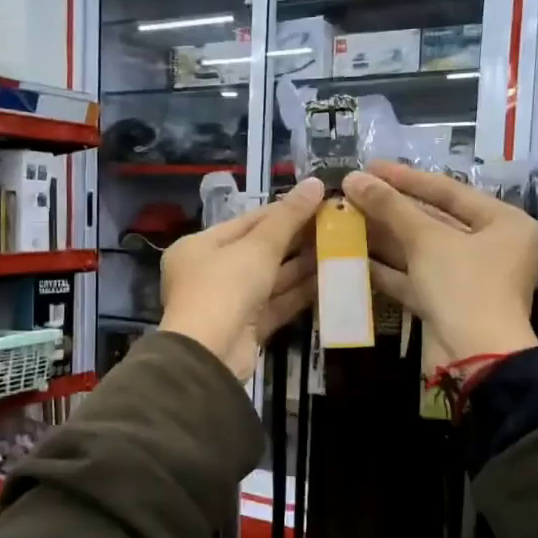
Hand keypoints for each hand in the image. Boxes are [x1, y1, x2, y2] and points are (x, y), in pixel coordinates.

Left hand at [160, 178, 324, 378]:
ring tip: (339, 249)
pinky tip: (328, 281)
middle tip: (334, 226)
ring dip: (302, 267)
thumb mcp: (257, 247)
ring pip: (269, 280)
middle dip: (296, 240)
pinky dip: (298, 294)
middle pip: (258, 251)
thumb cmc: (225, 288)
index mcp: (199, 247)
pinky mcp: (246, 329)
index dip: (282, 211)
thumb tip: (315, 183)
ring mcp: (228, 303)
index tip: (317, 202)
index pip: (246, 222)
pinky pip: (275, 304)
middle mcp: (209, 273)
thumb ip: (288, 217)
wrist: (209, 355)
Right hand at [343, 161, 537, 363]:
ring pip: (419, 250)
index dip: (406, 178)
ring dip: (382, 237)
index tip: (370, 167)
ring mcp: (466, 278)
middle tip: (352, 193)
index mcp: (503, 223)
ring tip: (344, 219)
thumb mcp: (427, 240)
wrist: (475, 359)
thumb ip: (390, 207)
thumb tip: (355, 178)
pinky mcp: (445, 303)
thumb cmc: (463, 286)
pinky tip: (352, 255)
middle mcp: (490, 247)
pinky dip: (385, 267)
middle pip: (432, 220)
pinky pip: (413, 277)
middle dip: (390, 209)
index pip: (448, 191)